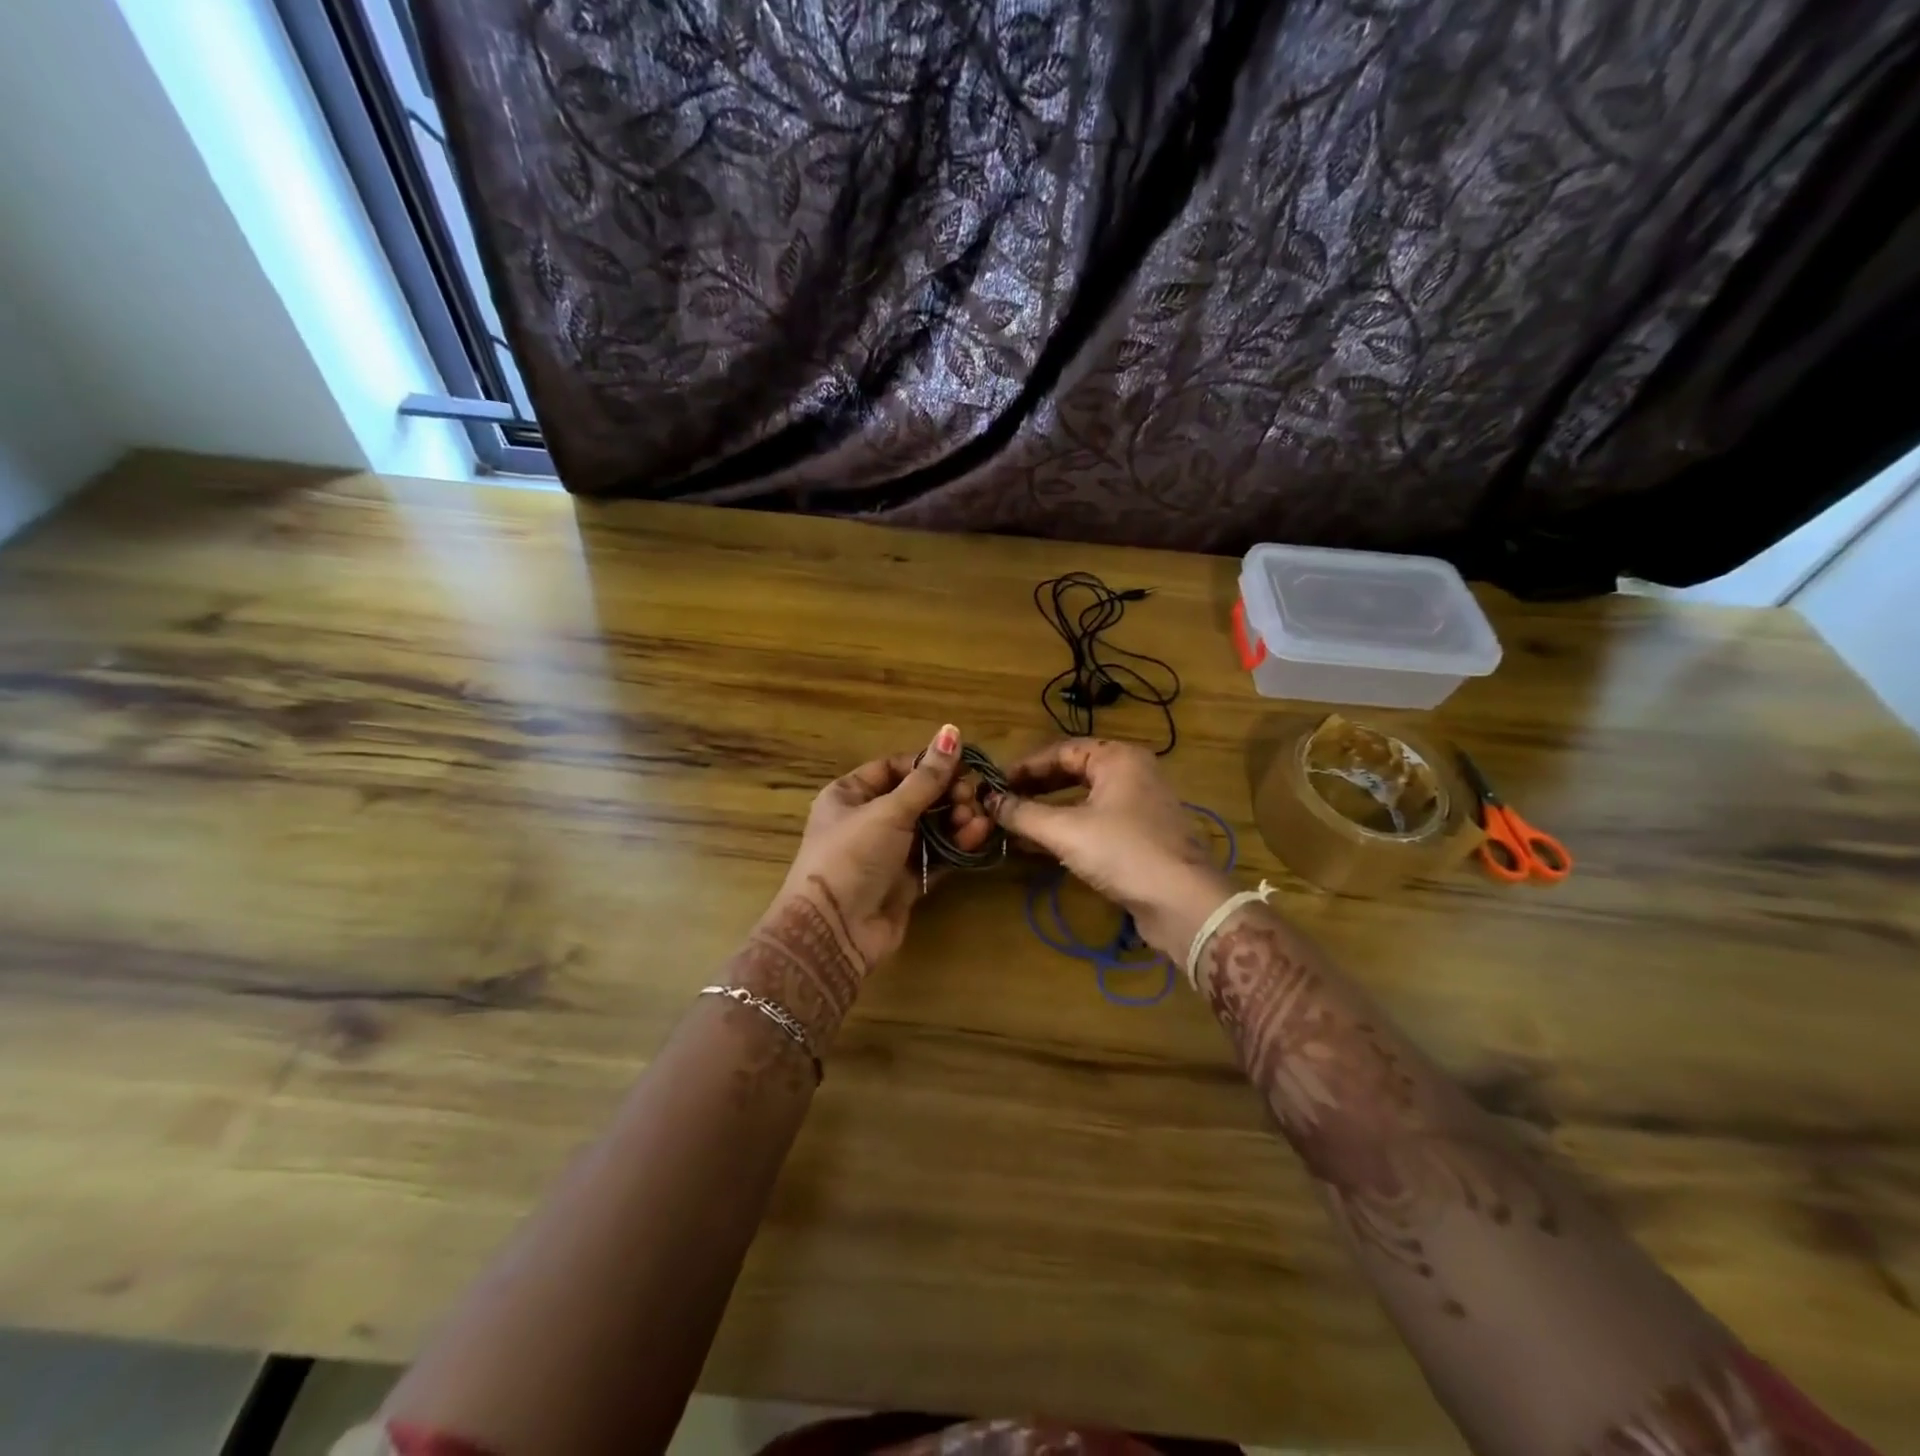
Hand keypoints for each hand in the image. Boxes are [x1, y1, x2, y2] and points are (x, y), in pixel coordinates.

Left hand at [771, 724, 991, 971]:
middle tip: (971, 797)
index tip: (962, 765)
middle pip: (917, 797)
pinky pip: (937, 855)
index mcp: (850, 794)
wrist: (835, 931)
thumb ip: (926, 777)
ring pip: (931, 826)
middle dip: (947, 795)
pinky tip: (978, 836)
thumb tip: (952, 730)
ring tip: (977, 820)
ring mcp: (888, 852)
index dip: (927, 764)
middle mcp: (868, 819)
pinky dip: (957, 845)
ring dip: (956, 819)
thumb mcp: (889, 811)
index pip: (895, 767)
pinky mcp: (906, 881)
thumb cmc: (853, 856)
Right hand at [954, 738, 1232, 957]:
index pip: (1061, 751)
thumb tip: (988, 801)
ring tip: (1013, 824)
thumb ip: (1023, 814)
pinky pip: (1095, 823)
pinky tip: (1040, 847)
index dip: (1024, 767)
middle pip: (1073, 772)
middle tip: (1001, 802)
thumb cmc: (1123, 852)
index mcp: (1118, 758)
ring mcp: (1139, 806)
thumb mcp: (1065, 830)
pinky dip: (1067, 830)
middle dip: (1035, 788)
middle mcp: (1131, 774)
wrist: (1183, 903)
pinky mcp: (1141, 836)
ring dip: (1048, 811)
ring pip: (1083, 800)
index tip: (994, 783)